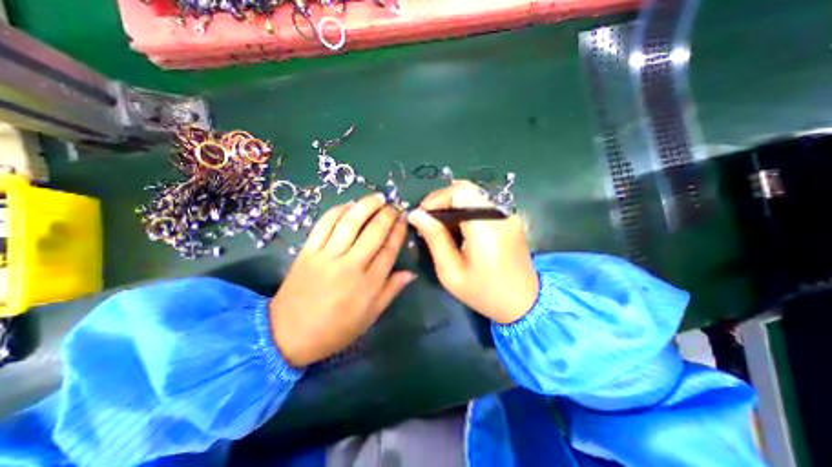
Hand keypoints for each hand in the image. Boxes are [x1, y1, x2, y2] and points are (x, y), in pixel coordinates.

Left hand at [268, 194, 414, 367]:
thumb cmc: (335, 329)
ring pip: (350, 223)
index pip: (389, 249)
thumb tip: (411, 273)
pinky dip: (338, 211)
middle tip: (394, 205)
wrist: (287, 335)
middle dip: (387, 214)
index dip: (399, 231)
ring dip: (365, 206)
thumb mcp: (370, 316)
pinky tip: (349, 204)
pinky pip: (324, 225)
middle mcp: (350, 266)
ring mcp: (327, 256)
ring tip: (377, 197)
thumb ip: (391, 291)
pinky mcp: (308, 252)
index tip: (404, 218)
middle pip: (373, 231)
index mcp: (368, 284)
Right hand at [410, 181, 540, 321]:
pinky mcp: (510, 219)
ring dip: (453, 206)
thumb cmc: (484, 292)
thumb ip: (434, 238)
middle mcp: (500, 214)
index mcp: (485, 226)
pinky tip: (460, 230)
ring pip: (473, 196)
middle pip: (466, 190)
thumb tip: (416, 214)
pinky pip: (482, 206)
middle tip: (429, 221)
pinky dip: (466, 212)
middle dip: (443, 201)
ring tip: (442, 227)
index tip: (423, 215)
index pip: (460, 191)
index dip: (437, 198)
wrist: (525, 303)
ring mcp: (508, 215)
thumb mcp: (451, 271)